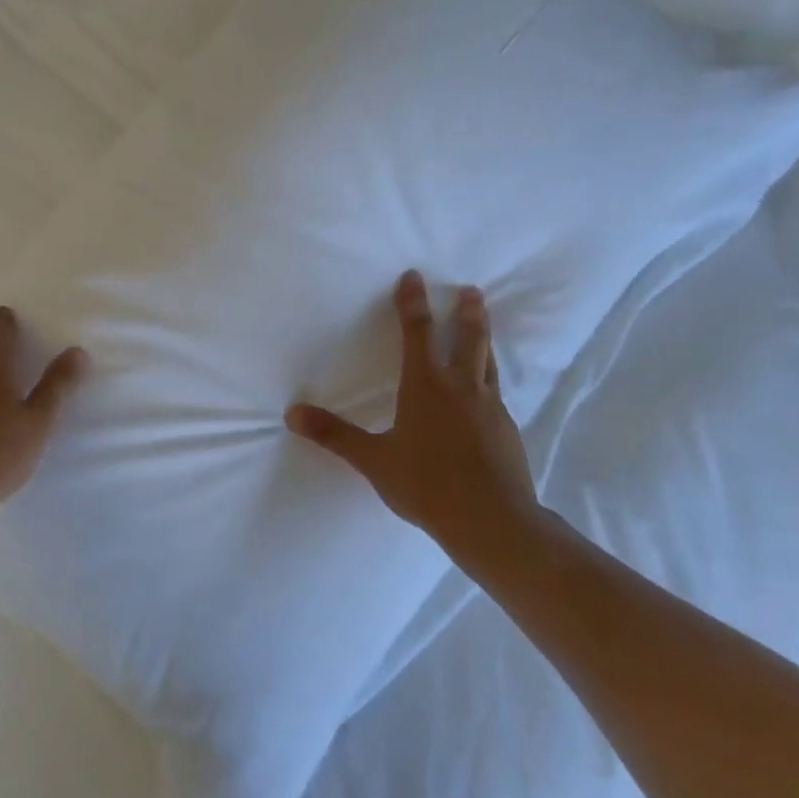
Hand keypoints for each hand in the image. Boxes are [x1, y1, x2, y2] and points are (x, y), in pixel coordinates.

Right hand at [287, 272, 538, 549]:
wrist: (492, 520)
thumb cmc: (426, 484)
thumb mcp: (373, 460)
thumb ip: (334, 435)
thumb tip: (292, 413)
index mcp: (426, 386)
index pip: (418, 332)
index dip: (413, 303)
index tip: (414, 277)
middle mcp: (461, 388)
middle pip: (468, 338)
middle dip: (467, 312)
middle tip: (472, 290)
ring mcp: (490, 408)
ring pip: (488, 362)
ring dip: (484, 338)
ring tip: (484, 324)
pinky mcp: (506, 430)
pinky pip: (496, 392)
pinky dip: (489, 378)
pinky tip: (485, 393)